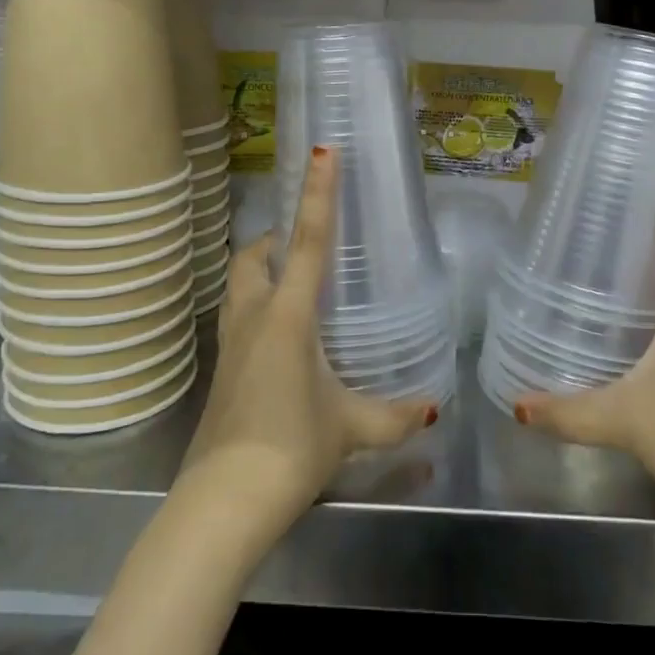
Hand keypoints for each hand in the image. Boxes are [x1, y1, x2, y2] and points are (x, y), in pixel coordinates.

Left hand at [177, 146, 438, 554]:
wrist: (223, 502)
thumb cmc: (291, 449)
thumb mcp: (351, 428)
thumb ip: (394, 416)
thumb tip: (433, 411)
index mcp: (288, 315)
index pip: (307, 241)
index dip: (318, 194)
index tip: (322, 152)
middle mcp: (253, 317)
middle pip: (253, 255)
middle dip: (274, 237)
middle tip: (304, 243)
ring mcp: (230, 342)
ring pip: (237, 283)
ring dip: (259, 268)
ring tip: (292, 281)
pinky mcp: (221, 368)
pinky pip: (235, 314)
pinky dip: (254, 303)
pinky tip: (278, 333)